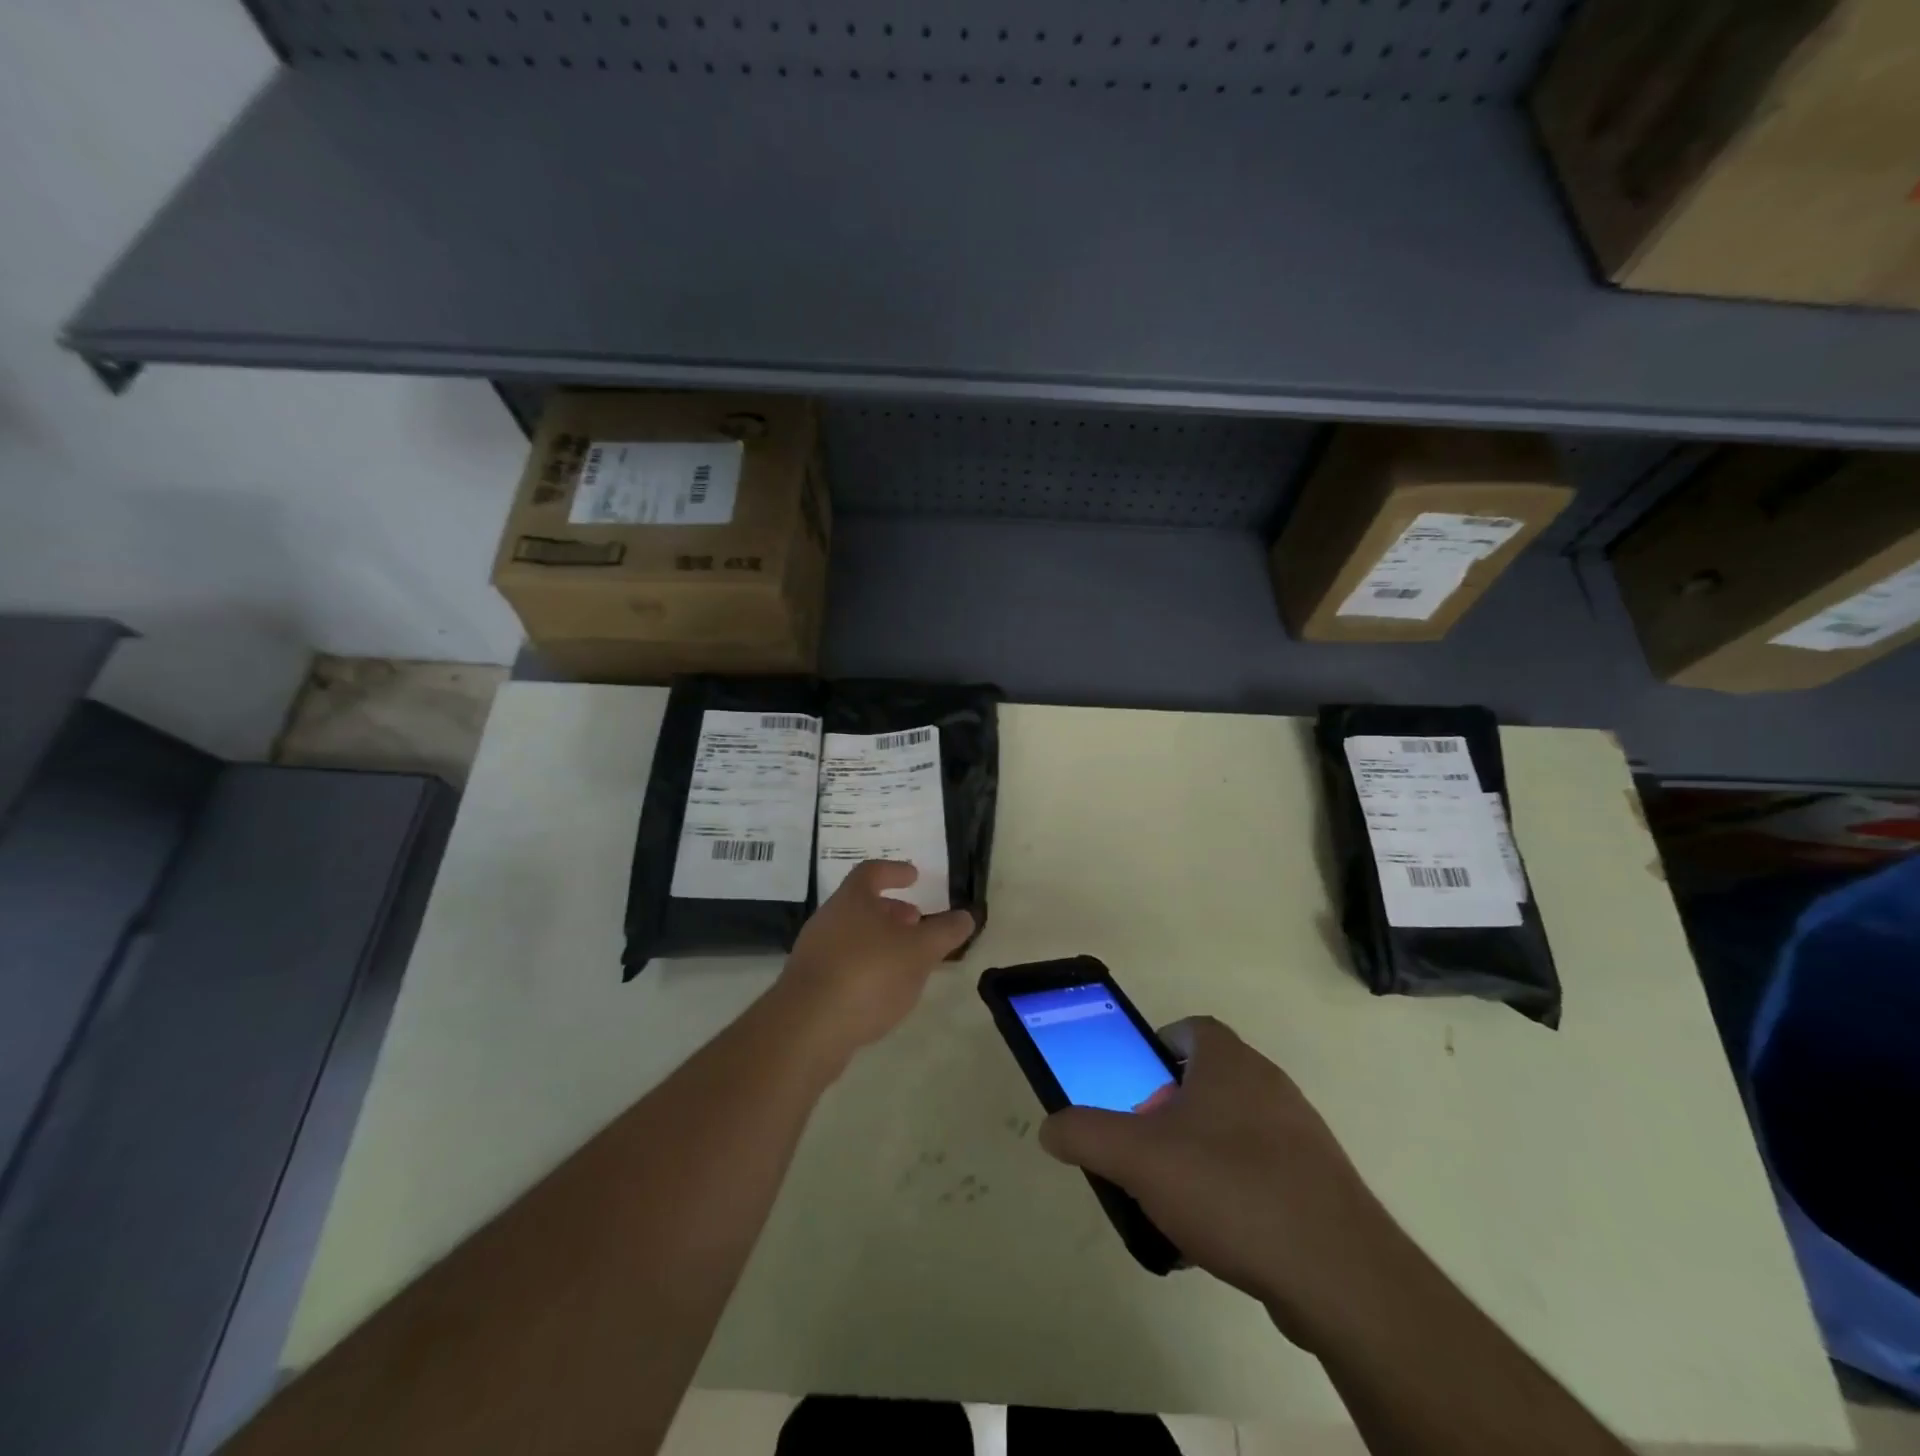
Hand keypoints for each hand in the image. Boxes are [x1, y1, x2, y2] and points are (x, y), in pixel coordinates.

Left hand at [776, 861, 975, 1060]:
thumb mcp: (919, 951)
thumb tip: (966, 916)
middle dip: (891, 911)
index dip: (895, 871)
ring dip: (880, 941)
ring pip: (852, 936)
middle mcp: (828, 919)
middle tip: (916, 921)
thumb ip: (945, 932)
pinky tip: (882, 992)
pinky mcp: (809, 987)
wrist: (807, 1029)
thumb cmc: (867, 974)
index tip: (914, 876)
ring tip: (906, 960)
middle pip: (861, 905)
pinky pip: (843, 966)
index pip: (872, 872)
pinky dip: (866, 968)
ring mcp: (814, 954)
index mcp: (852, 900)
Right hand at [1039, 1016, 1406, 1345]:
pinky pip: (1262, 1173)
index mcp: (1229, 1061)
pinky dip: (1235, 1193)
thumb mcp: (1137, 1157)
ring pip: (1234, 1130)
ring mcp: (1301, 1134)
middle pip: (1207, 1082)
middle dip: (1171, 1111)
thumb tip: (1051, 1127)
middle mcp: (1269, 1084)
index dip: (1156, 1051)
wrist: (1339, 1274)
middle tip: (1146, 1150)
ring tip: (1175, 1202)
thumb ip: (1085, 1134)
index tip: (1135, 1089)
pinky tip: (1218, 1238)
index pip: (1190, 1029)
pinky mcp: (1320, 1184)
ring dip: (1201, 1155)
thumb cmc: (1230, 1188)